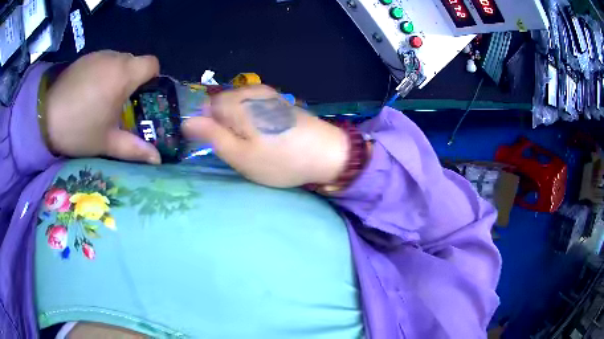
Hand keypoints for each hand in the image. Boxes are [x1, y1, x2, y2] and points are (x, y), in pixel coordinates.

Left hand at [45, 51, 161, 163]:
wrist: (45, 117)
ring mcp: (98, 55)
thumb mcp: (107, 143)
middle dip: (132, 79)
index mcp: (124, 75)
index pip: (152, 64)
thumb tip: (157, 160)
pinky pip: (102, 60)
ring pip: (118, 60)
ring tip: (101, 97)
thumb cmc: (79, 130)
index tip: (141, 96)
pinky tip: (88, 90)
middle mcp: (114, 58)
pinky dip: (102, 72)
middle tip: (119, 103)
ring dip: (116, 75)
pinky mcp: (85, 57)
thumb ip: (134, 149)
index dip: (152, 78)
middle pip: (134, 61)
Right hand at [183, 85, 348, 187]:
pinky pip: (255, 106)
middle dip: (223, 124)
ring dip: (238, 123)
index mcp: (236, 103)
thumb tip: (186, 122)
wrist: (327, 153)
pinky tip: (266, 135)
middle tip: (238, 148)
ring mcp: (268, 94)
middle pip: (222, 104)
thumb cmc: (280, 160)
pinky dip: (253, 120)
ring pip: (238, 105)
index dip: (208, 127)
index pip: (206, 107)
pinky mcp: (280, 101)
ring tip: (252, 143)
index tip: (220, 145)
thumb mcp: (239, 155)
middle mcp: (250, 92)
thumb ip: (211, 135)